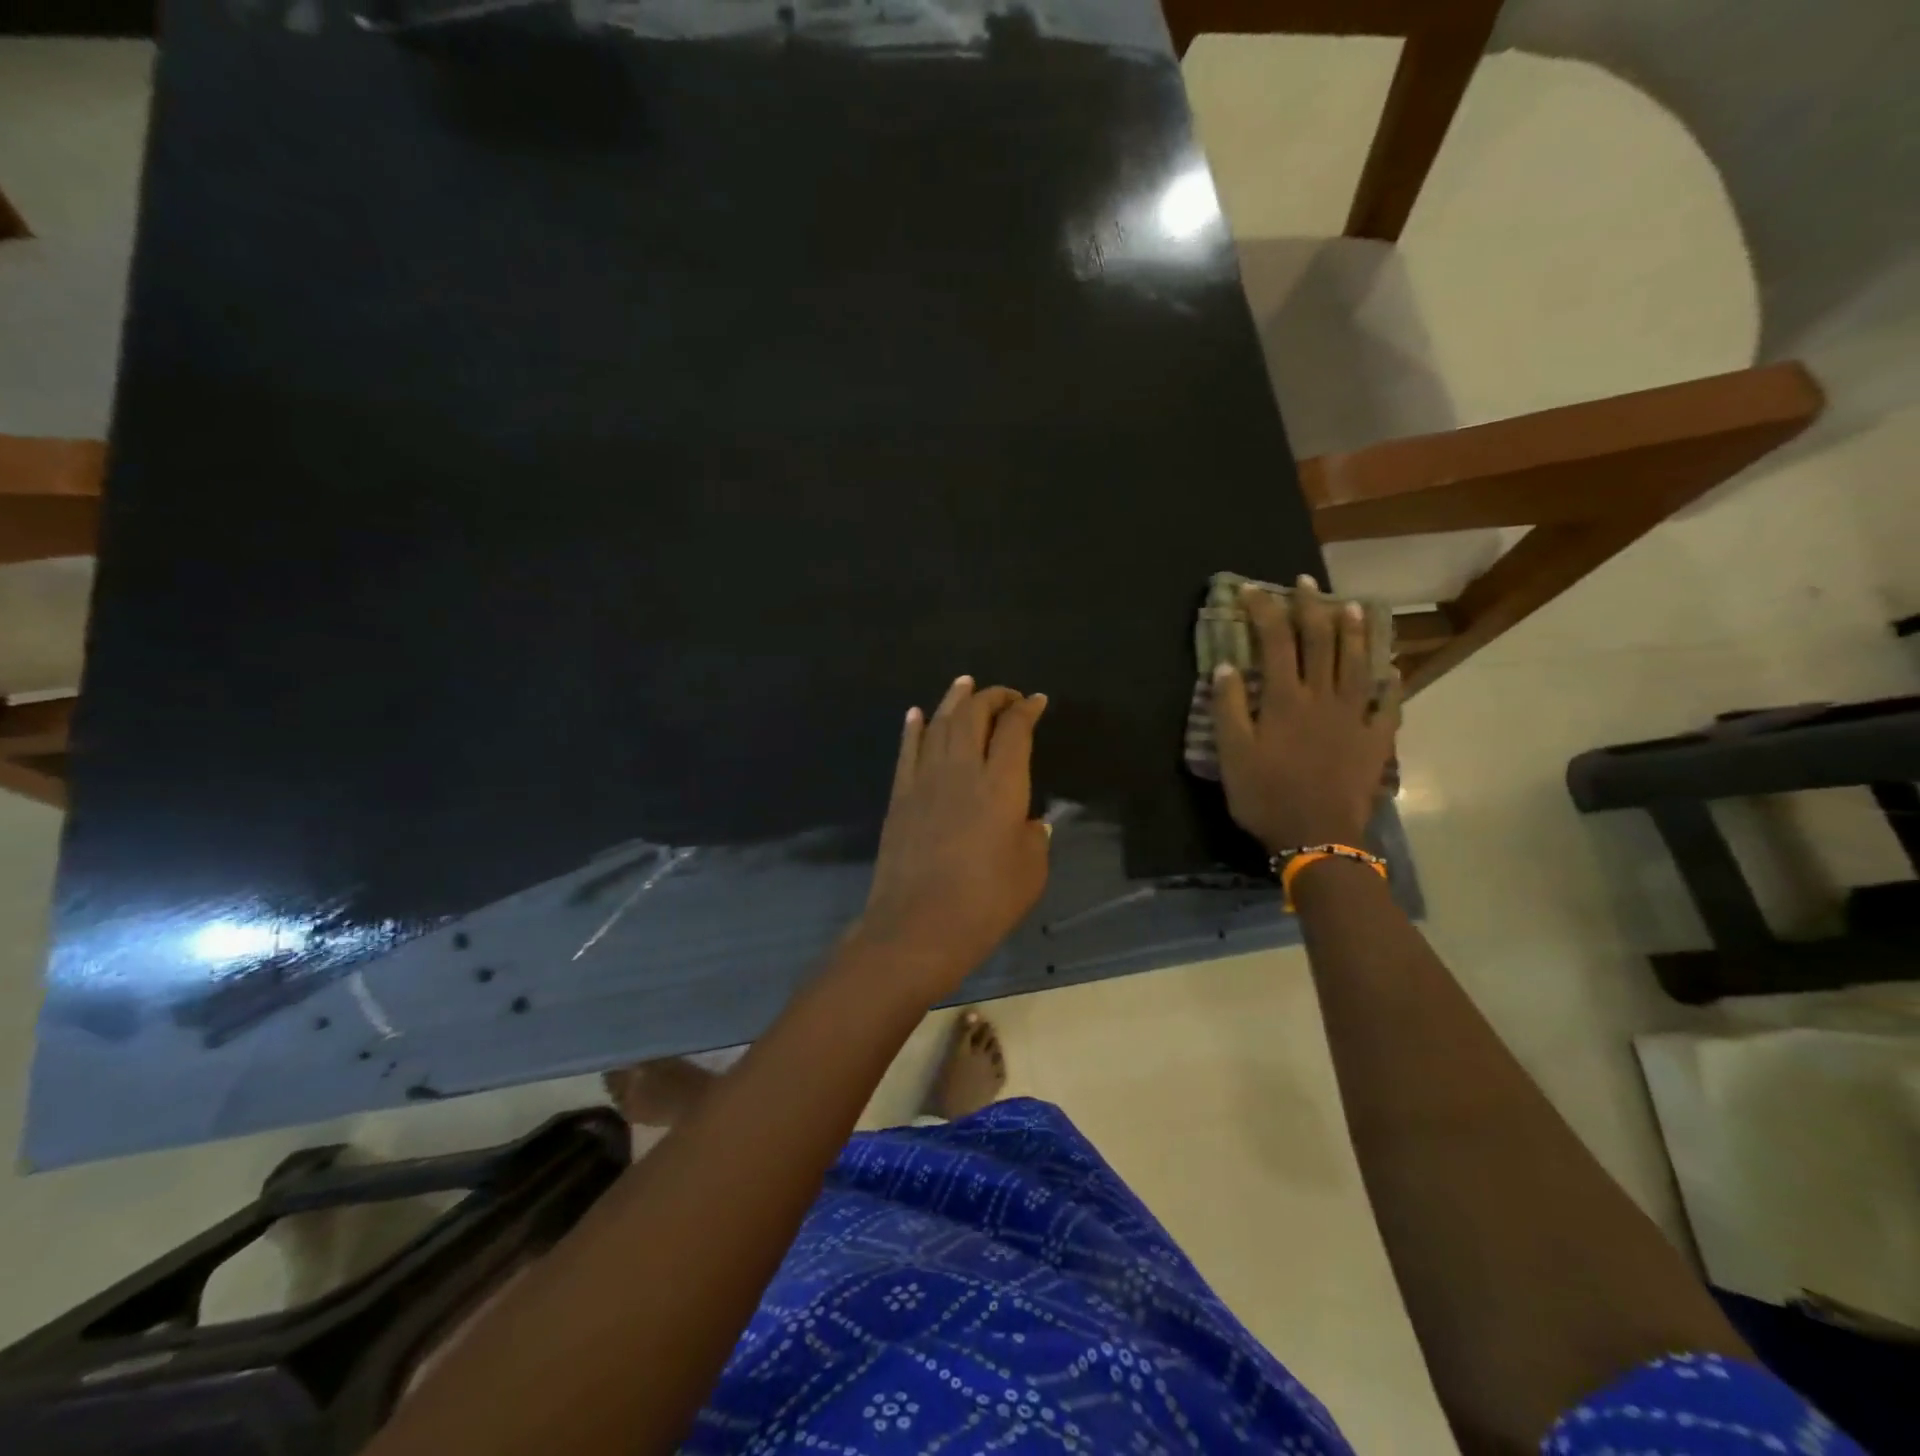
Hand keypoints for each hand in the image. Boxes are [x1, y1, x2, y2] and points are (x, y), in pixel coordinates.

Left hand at [855, 676, 1050, 997]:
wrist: (918, 926)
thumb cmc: (985, 902)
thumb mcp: (1031, 872)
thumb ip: (1034, 837)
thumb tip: (1031, 821)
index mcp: (1002, 785)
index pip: (1015, 730)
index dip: (1027, 709)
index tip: (1037, 701)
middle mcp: (962, 770)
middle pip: (973, 716)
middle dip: (991, 697)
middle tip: (1004, 694)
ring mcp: (925, 780)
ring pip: (938, 724)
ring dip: (953, 700)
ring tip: (964, 684)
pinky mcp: (900, 796)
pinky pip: (907, 750)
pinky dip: (913, 728)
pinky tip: (916, 714)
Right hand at [1213, 577, 1400, 852]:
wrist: (1316, 836)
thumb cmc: (1266, 795)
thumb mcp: (1232, 754)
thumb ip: (1229, 707)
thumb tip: (1226, 666)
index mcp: (1285, 699)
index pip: (1274, 642)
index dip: (1263, 611)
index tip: (1251, 590)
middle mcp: (1323, 697)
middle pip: (1320, 642)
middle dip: (1310, 608)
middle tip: (1305, 583)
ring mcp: (1355, 717)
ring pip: (1357, 663)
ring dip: (1354, 631)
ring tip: (1351, 605)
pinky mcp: (1376, 740)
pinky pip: (1389, 704)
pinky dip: (1390, 684)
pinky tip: (1391, 669)